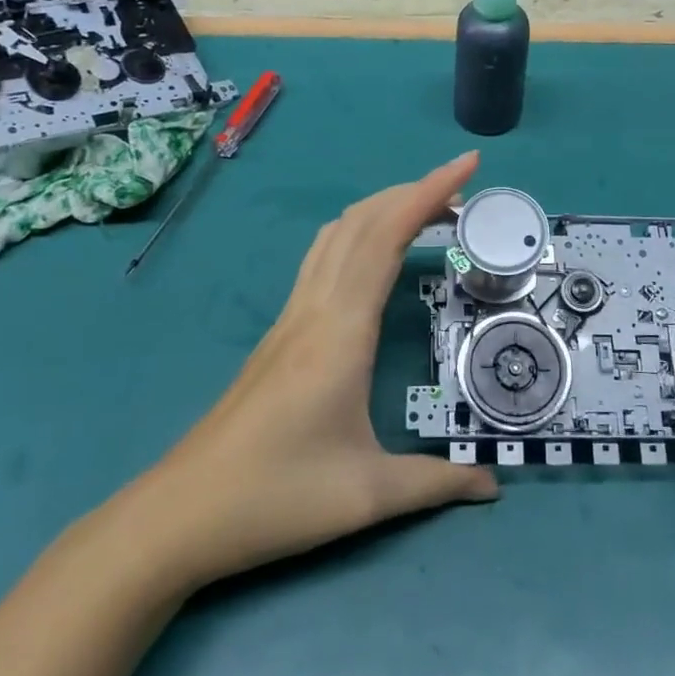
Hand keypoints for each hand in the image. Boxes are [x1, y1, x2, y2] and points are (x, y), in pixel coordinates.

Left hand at [140, 151, 497, 592]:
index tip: (467, 163)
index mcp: (341, 330)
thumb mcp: (368, 495)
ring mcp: (292, 315)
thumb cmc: (276, 497)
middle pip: (362, 221)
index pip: (387, 236)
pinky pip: (323, 258)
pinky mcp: (280, 331)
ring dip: (382, 208)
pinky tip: (373, 255)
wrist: (181, 513)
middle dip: (413, 191)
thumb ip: (436, 483)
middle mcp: (315, 307)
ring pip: (337, 234)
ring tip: (425, 213)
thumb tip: (493, 486)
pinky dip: (358, 233)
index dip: (429, 192)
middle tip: (462, 193)